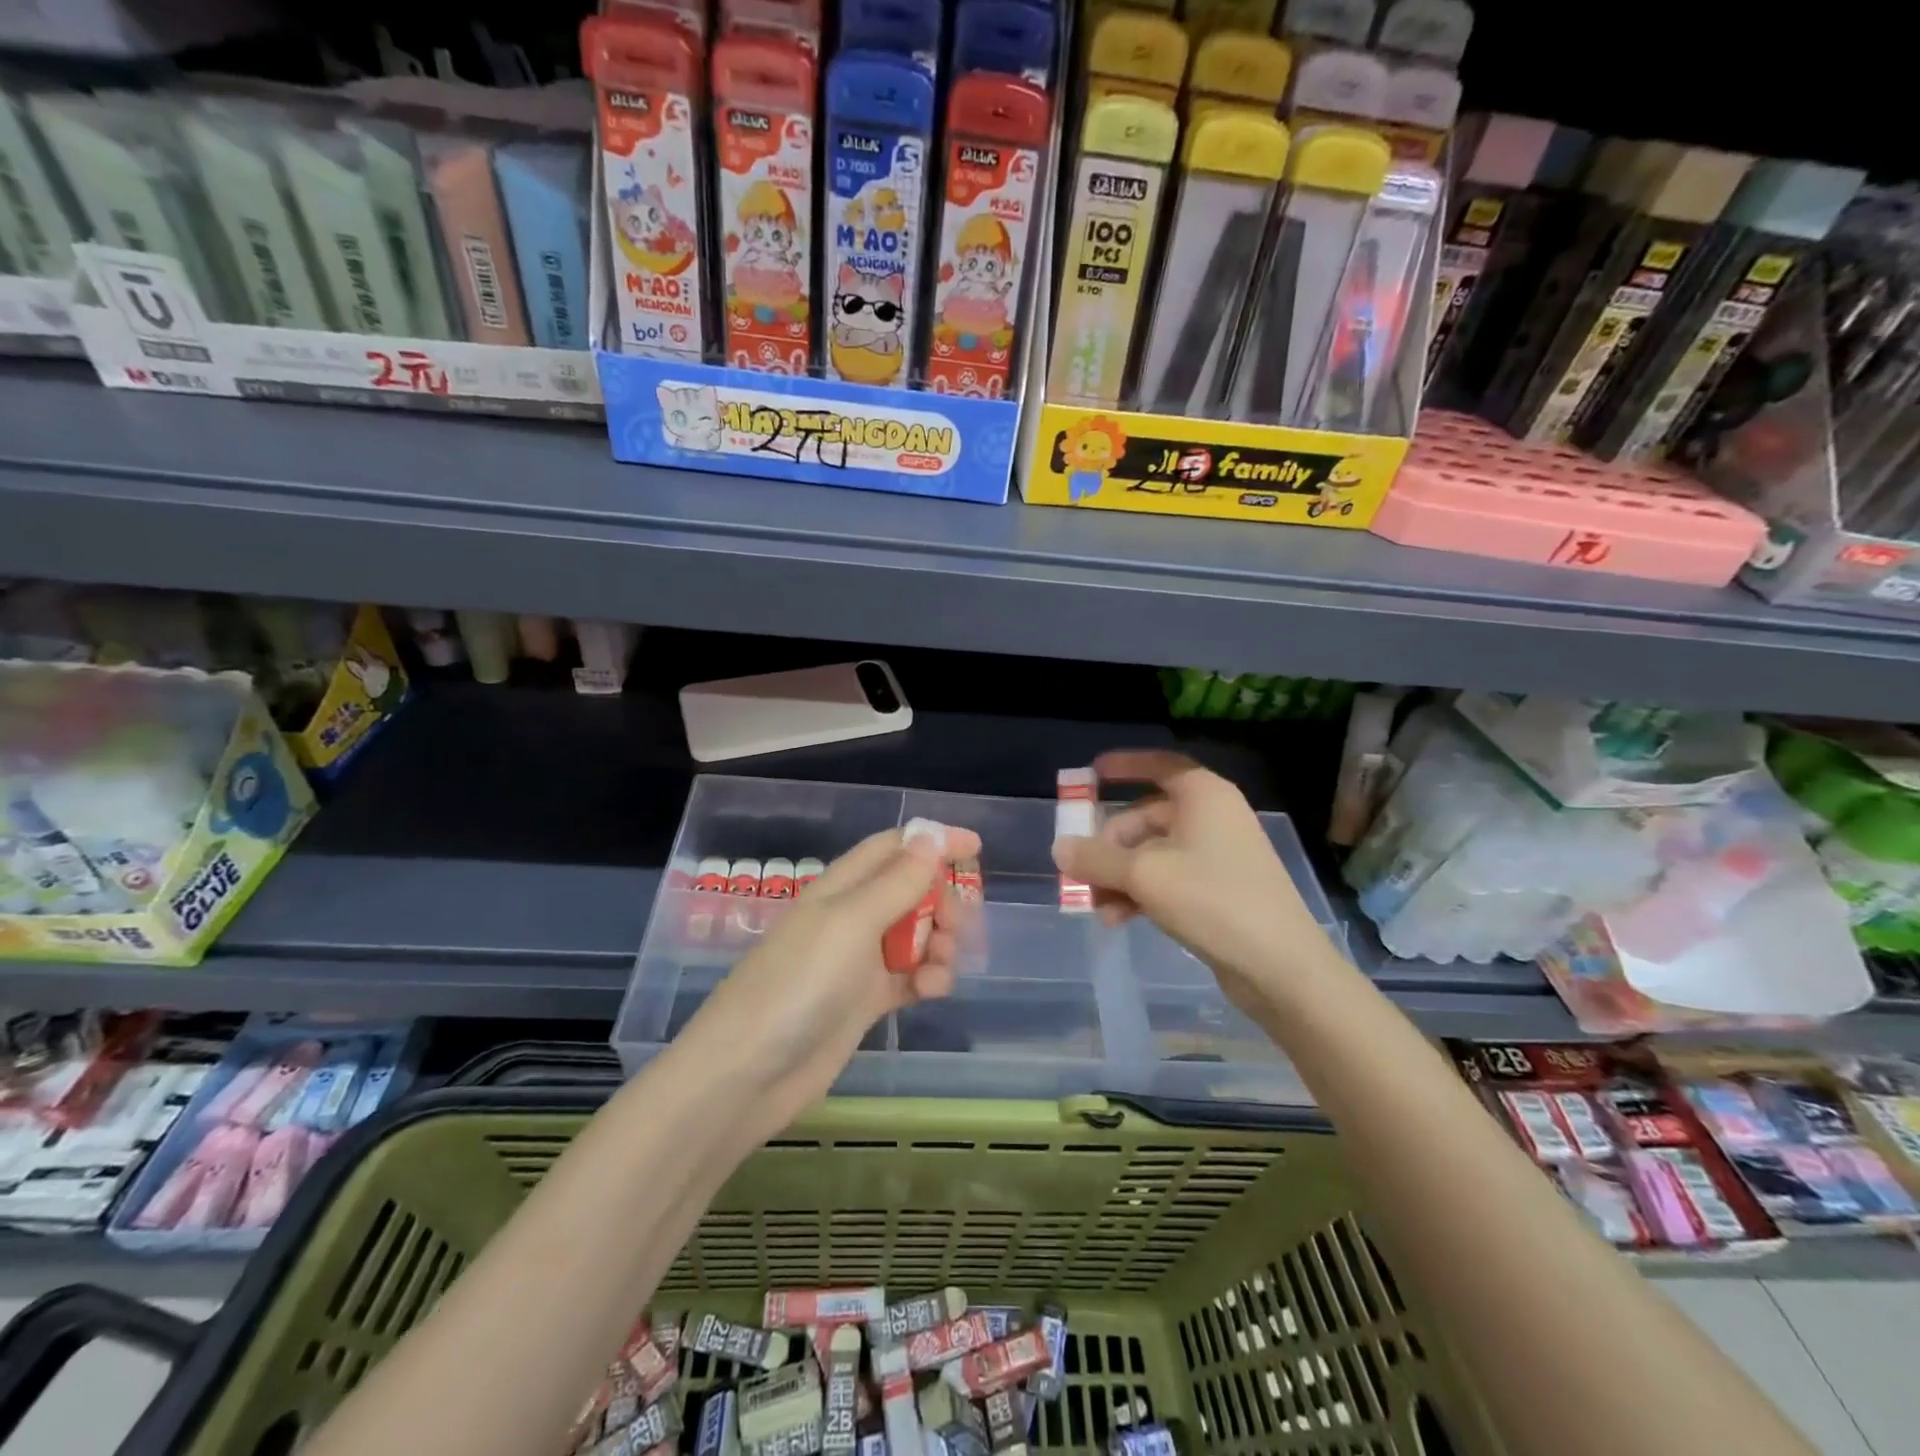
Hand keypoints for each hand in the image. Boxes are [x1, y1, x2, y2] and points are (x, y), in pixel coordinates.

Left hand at [681, 824, 980, 1133]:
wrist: (749, 1072)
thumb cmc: (800, 983)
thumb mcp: (851, 922)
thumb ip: (897, 881)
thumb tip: (932, 836)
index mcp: (843, 886)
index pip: (895, 848)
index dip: (933, 841)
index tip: (976, 846)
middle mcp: (852, 916)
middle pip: (911, 890)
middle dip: (942, 900)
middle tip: (955, 924)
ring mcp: (859, 960)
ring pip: (915, 934)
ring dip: (939, 942)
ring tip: (941, 965)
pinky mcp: (865, 1000)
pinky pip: (910, 976)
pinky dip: (927, 978)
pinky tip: (932, 992)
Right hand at [1051, 750, 1337, 1014]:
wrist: (1281, 967)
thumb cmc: (1212, 900)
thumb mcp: (1143, 875)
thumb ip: (1095, 858)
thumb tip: (1059, 848)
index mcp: (1203, 795)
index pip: (1159, 765)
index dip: (1125, 765)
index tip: (1093, 772)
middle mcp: (1212, 817)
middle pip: (1147, 817)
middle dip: (1110, 845)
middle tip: (1082, 872)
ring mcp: (1218, 855)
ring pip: (1154, 853)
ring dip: (1121, 875)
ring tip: (1097, 906)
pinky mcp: (1220, 890)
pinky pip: (1169, 878)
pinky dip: (1142, 892)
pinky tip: (1119, 919)